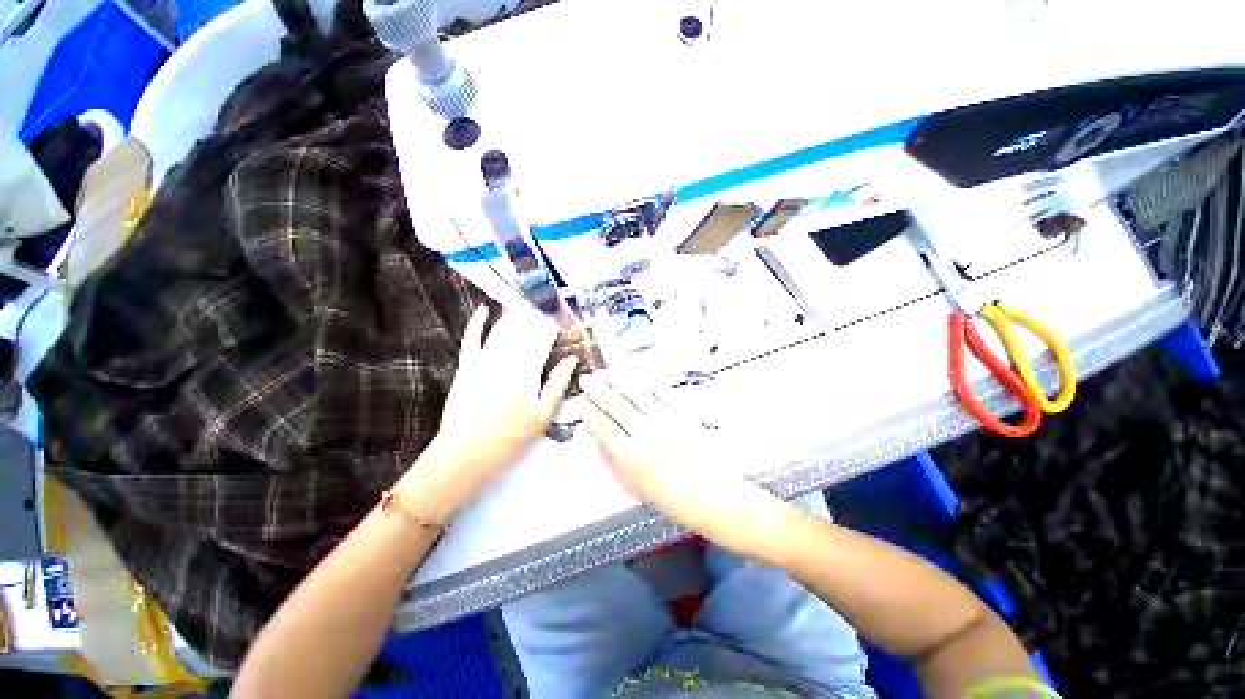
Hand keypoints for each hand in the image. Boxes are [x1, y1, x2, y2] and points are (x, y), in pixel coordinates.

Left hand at [398, 306, 577, 520]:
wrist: (465, 455)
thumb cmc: (511, 440)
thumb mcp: (543, 417)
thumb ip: (558, 384)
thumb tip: (572, 359)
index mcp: (527, 372)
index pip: (543, 338)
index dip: (554, 325)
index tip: (563, 319)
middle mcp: (505, 360)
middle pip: (523, 329)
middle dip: (536, 315)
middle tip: (547, 306)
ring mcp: (482, 361)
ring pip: (501, 329)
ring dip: (514, 314)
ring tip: (526, 303)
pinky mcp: (465, 367)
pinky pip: (471, 338)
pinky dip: (477, 322)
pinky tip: (484, 309)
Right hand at [579, 372, 792, 560]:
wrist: (713, 496)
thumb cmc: (671, 498)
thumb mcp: (633, 488)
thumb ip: (612, 462)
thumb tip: (599, 439)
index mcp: (628, 456)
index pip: (601, 425)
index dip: (589, 411)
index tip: (582, 403)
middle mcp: (643, 433)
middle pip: (614, 403)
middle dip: (596, 389)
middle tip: (587, 379)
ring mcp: (663, 419)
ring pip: (633, 392)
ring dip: (616, 380)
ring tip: (605, 372)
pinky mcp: (681, 412)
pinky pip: (658, 391)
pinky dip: (642, 381)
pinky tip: (633, 375)